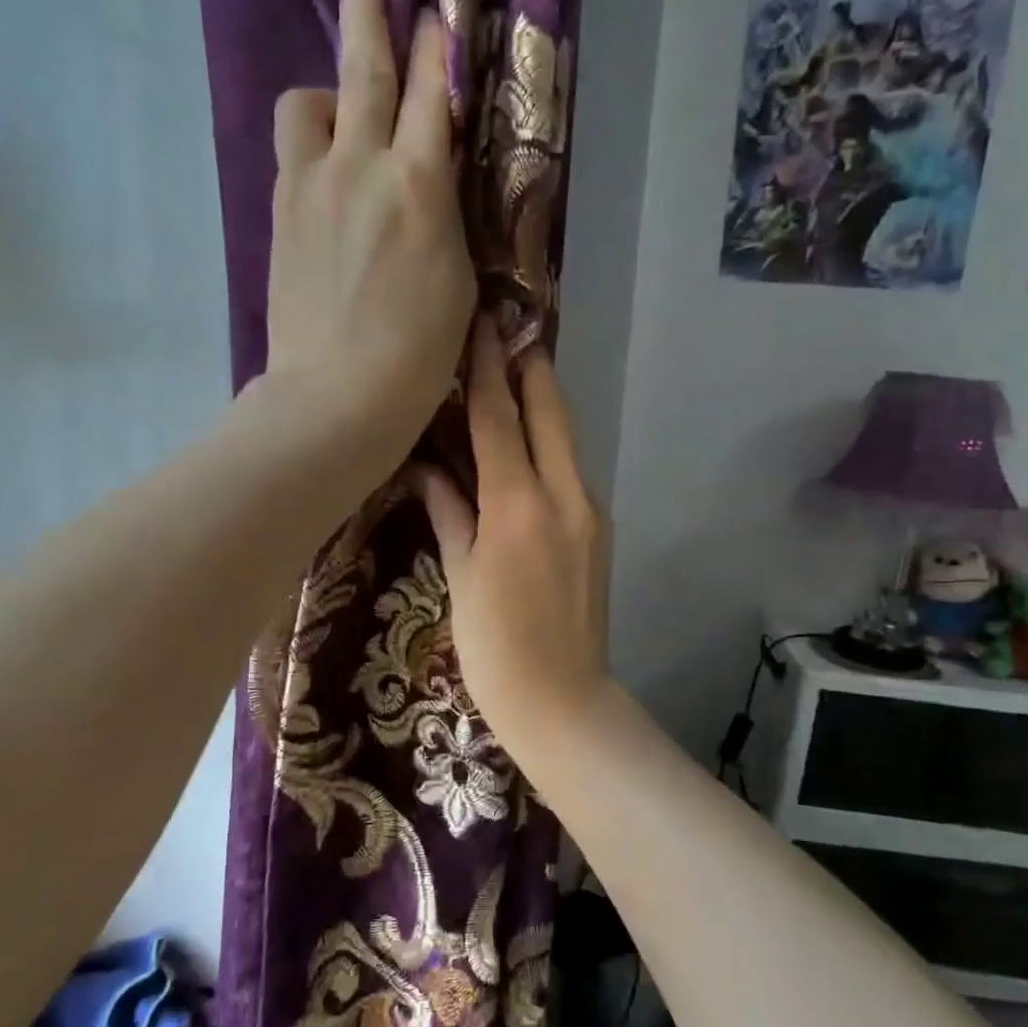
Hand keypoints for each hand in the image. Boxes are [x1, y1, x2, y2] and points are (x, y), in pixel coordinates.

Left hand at [262, 0, 475, 482]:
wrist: (336, 396)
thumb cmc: (418, 355)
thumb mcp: (457, 281)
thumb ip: (446, 216)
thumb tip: (433, 180)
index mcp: (420, 185)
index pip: (434, 94)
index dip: (438, 47)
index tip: (437, 13)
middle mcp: (362, 165)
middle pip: (364, 66)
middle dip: (372, 8)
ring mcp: (312, 185)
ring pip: (309, 101)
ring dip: (327, 90)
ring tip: (338, 108)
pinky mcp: (280, 213)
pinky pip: (292, 151)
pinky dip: (310, 143)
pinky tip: (324, 169)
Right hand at [416, 320, 611, 758]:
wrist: (563, 703)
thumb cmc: (494, 648)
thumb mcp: (460, 577)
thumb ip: (450, 512)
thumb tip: (429, 469)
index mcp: (519, 504)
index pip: (500, 418)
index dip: (487, 368)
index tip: (481, 323)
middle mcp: (564, 495)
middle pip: (550, 411)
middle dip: (531, 367)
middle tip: (508, 331)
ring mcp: (589, 512)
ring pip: (566, 438)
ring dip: (543, 403)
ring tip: (514, 375)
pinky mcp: (599, 532)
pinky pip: (571, 470)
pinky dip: (549, 445)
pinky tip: (527, 444)